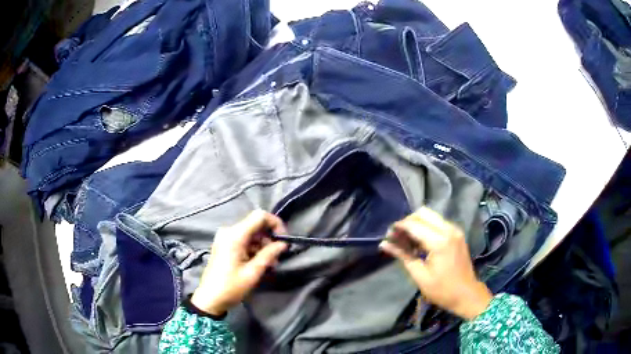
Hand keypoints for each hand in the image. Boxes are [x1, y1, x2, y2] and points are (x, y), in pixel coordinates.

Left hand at [191, 210, 287, 315]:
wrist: (210, 299)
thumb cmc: (231, 287)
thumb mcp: (253, 273)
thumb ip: (269, 255)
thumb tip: (283, 244)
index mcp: (235, 235)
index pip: (259, 216)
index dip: (275, 223)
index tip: (284, 240)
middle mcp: (229, 231)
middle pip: (255, 225)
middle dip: (269, 238)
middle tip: (277, 256)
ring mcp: (225, 238)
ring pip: (251, 233)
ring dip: (263, 245)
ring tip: (270, 264)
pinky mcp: (225, 245)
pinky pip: (244, 240)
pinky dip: (254, 249)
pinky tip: (260, 263)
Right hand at [379, 207, 492, 319]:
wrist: (467, 294)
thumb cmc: (442, 289)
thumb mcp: (420, 275)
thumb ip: (403, 256)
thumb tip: (384, 243)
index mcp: (439, 242)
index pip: (414, 225)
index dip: (399, 227)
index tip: (388, 235)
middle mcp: (449, 230)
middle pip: (423, 213)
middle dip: (408, 221)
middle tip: (398, 236)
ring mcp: (455, 230)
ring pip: (431, 215)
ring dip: (417, 223)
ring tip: (408, 240)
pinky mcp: (457, 233)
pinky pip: (438, 222)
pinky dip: (426, 227)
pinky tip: (420, 242)